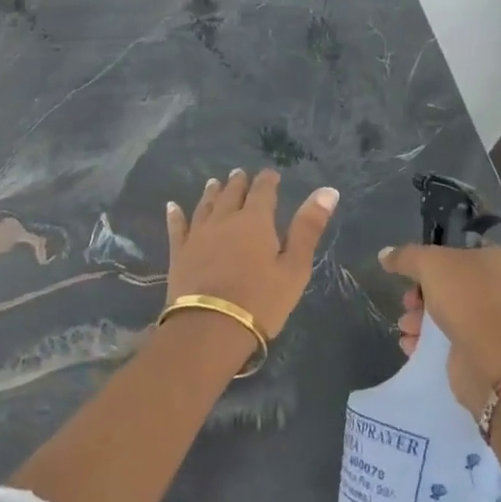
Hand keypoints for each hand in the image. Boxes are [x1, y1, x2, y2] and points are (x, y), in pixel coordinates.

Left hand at [166, 169, 339, 339]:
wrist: (209, 328)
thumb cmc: (261, 301)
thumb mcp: (295, 267)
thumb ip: (308, 227)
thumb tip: (328, 190)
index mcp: (255, 221)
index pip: (263, 191)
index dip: (268, 180)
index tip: (271, 174)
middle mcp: (225, 220)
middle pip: (232, 194)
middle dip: (239, 183)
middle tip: (240, 173)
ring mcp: (198, 235)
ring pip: (206, 206)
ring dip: (212, 192)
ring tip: (214, 183)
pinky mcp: (179, 253)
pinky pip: (177, 227)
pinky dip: (176, 215)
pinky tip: (172, 206)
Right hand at [379, 243, 500, 412]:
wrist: (489, 358)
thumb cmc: (465, 297)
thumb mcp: (429, 263)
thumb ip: (405, 256)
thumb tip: (384, 254)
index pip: (463, 250)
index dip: (434, 258)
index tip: (413, 271)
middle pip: (451, 283)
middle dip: (421, 295)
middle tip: (408, 302)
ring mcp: (496, 321)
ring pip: (449, 312)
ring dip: (420, 319)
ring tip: (406, 327)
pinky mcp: (485, 350)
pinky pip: (451, 338)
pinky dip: (428, 341)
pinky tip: (411, 344)